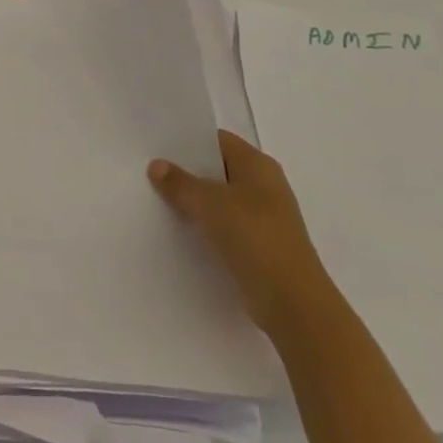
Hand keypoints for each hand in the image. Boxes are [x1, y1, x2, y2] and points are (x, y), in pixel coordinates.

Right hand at [148, 131, 334, 339]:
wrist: (292, 301)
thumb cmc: (254, 237)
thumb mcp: (210, 203)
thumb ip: (180, 183)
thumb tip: (157, 165)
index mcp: (258, 165)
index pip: (218, 141)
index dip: (188, 141)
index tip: (157, 146)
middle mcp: (264, 186)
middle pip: (218, 170)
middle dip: (187, 172)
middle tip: (150, 172)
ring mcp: (263, 218)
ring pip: (220, 200)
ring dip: (194, 201)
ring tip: (157, 200)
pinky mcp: (259, 246)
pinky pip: (225, 226)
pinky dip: (205, 226)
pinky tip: (180, 231)